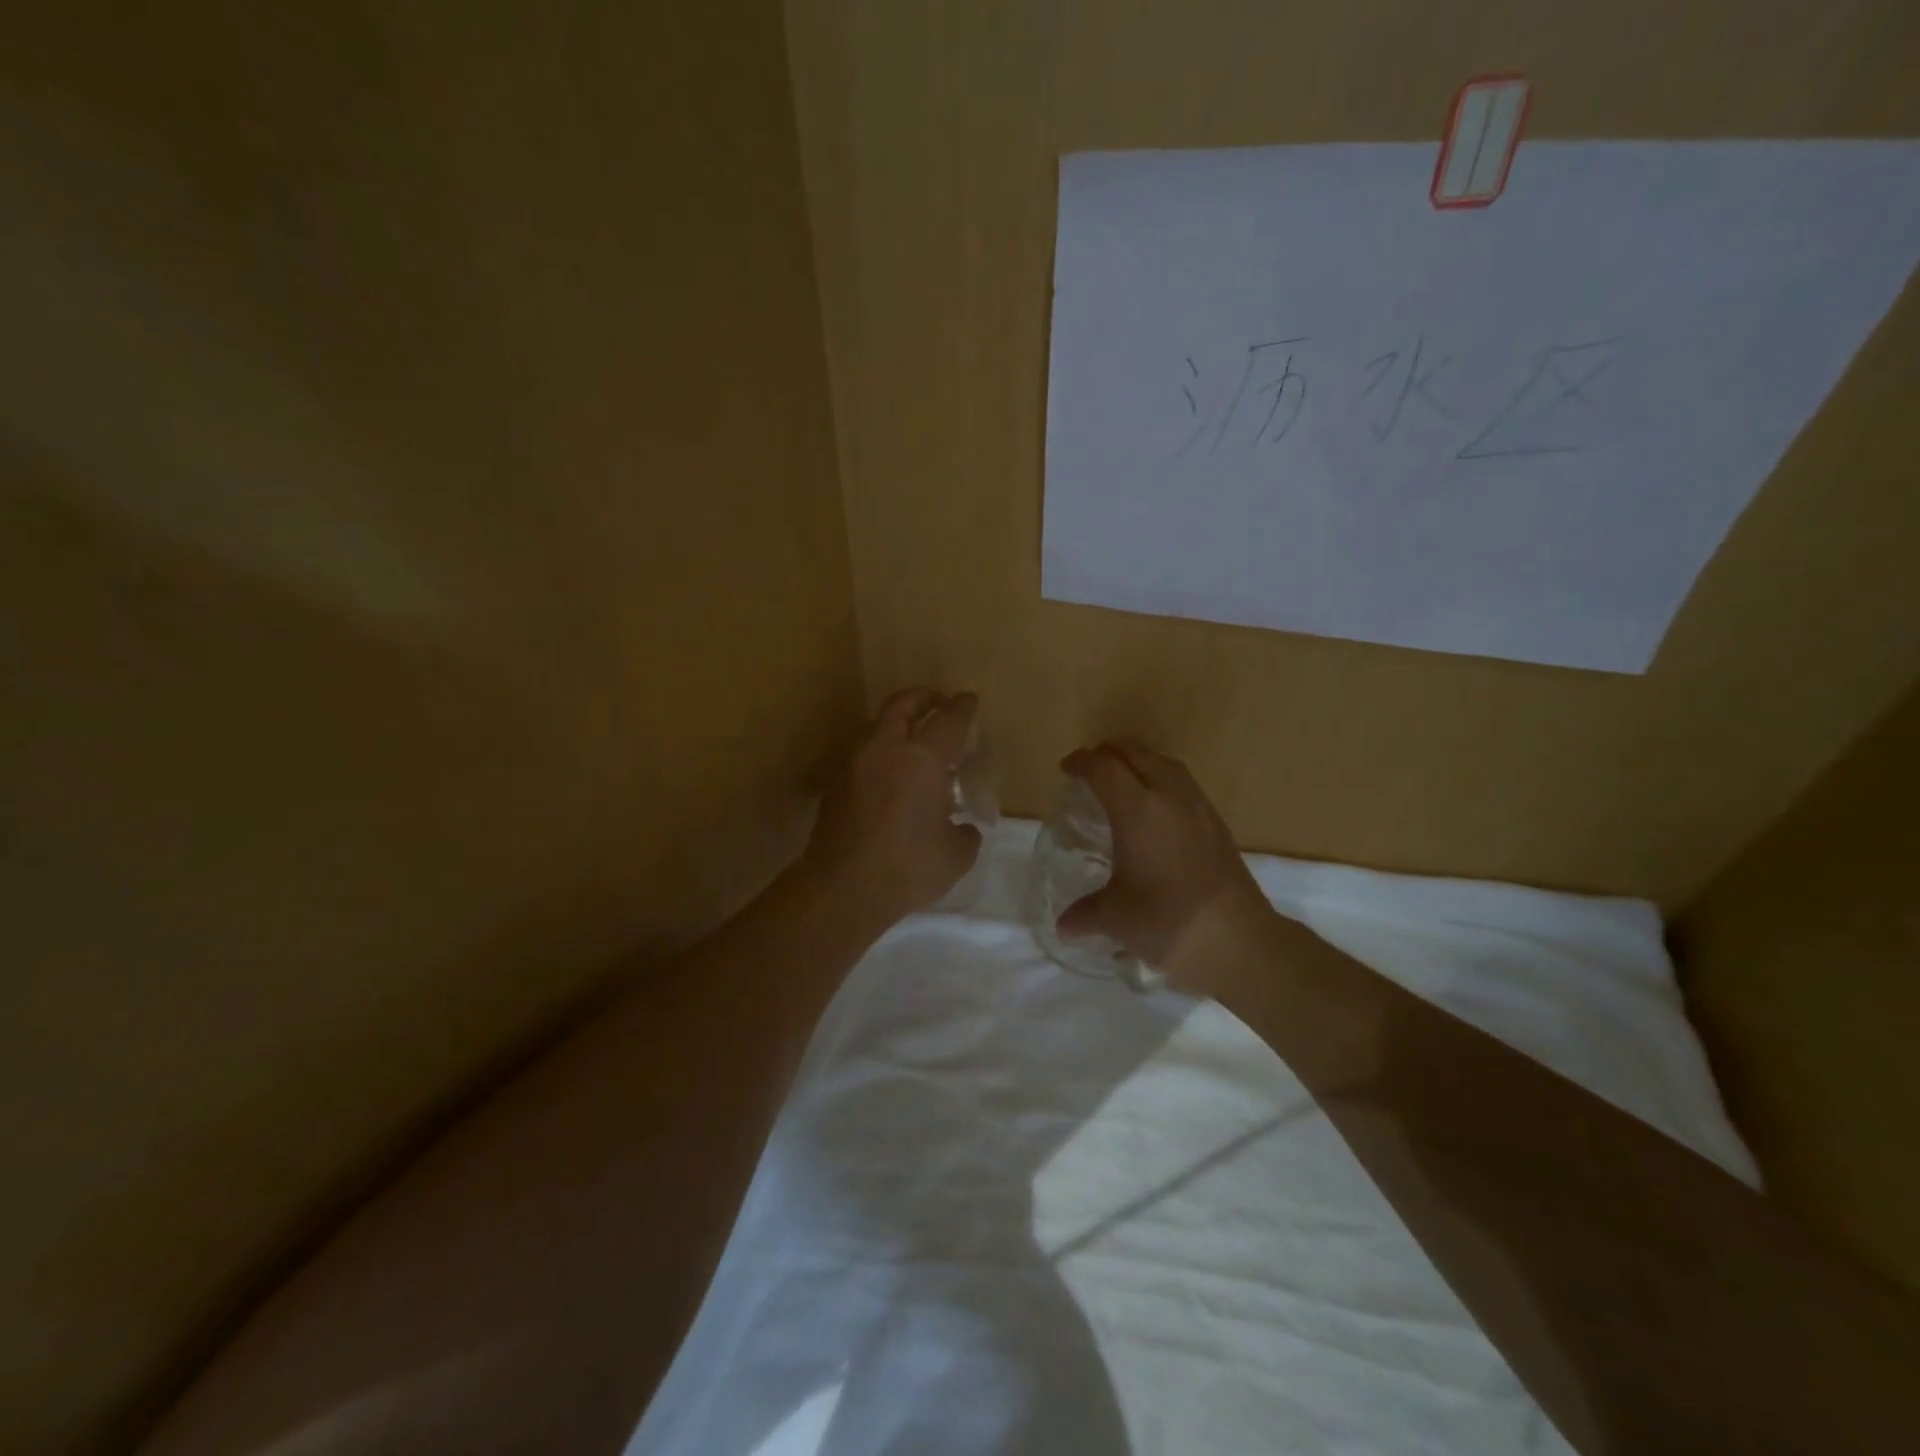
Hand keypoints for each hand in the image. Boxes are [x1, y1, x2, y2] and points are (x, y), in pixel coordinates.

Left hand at [803, 688, 983, 927]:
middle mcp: (885, 749)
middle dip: (923, 697)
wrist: (841, 889)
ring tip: (913, 745)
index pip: (949, 719)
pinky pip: (863, 757)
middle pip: (902, 704)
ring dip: (897, 726)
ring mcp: (854, 764)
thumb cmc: (907, 868)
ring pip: (876, 727)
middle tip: (938, 702)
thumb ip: (964, 834)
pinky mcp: (834, 785)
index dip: (963, 707)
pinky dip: (880, 756)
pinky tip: (891, 780)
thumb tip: (962, 828)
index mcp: (922, 758)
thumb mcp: (956, 856)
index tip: (970, 701)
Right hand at [1056, 741, 1276, 991]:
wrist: (1238, 940)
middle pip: (1135, 753)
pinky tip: (1158, 810)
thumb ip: (1085, 914)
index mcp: (1137, 810)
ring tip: (1124, 781)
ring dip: (1140, 762)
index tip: (1067, 768)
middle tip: (1091, 769)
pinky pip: (1184, 784)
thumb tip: (1064, 926)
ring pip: (1165, 763)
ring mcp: (1199, 807)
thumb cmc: (1167, 921)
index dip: (1081, 762)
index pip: (1103, 768)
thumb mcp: (1116, 919)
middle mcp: (1169, 796)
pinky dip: (1163, 781)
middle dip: (1109, 753)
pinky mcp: (1217, 823)